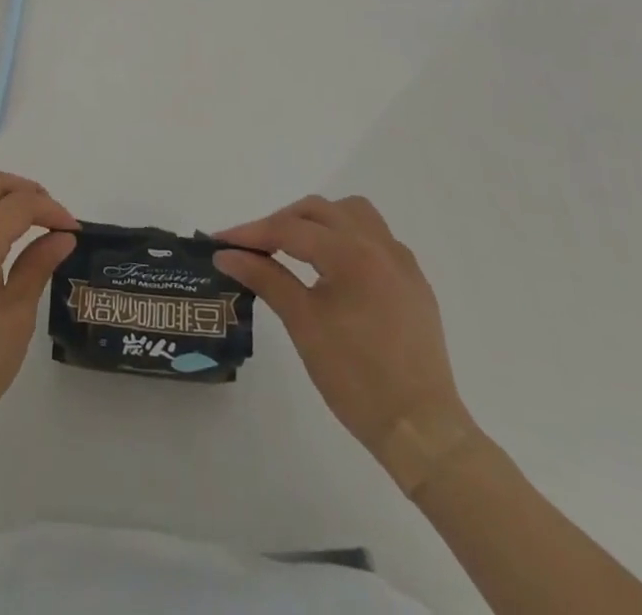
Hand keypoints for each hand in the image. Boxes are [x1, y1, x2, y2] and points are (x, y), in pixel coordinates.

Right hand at [215, 195, 468, 457]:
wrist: (422, 431)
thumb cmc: (356, 378)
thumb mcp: (303, 323)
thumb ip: (264, 277)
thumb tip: (226, 254)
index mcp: (352, 254)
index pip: (290, 229)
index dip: (250, 233)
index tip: (219, 241)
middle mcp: (379, 245)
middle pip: (319, 211)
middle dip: (281, 222)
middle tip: (252, 247)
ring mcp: (401, 262)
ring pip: (352, 214)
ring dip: (318, 221)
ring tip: (293, 247)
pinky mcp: (413, 282)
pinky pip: (375, 237)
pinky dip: (345, 238)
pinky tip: (332, 267)